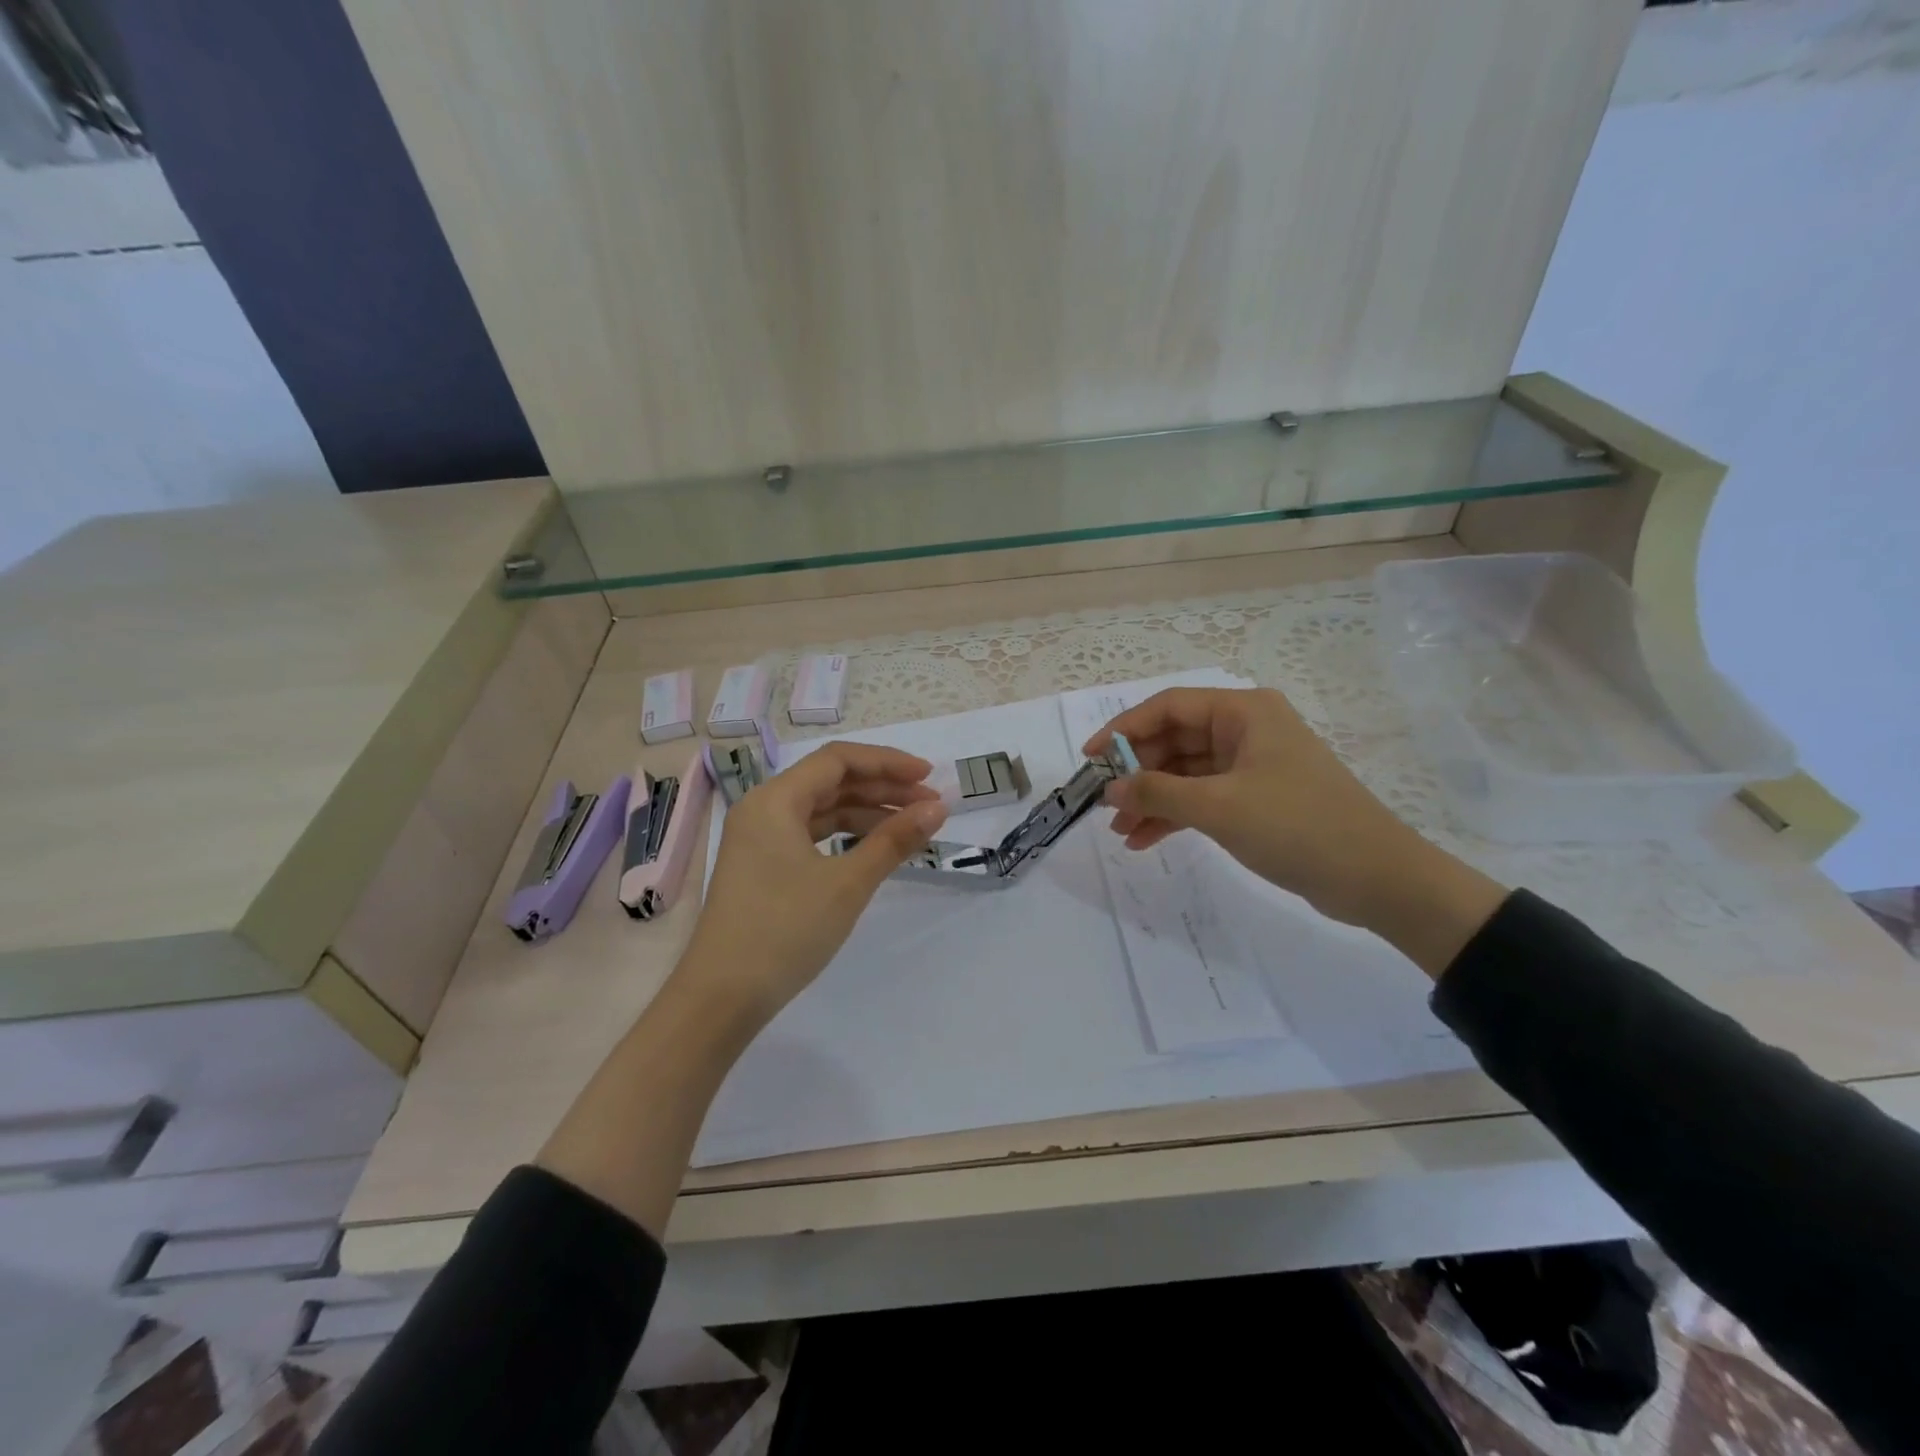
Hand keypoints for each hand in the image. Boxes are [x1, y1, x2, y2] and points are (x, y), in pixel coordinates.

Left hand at [678, 742, 947, 1023]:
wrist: (722, 998)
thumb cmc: (784, 931)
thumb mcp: (847, 884)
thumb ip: (894, 840)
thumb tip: (938, 809)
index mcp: (774, 800)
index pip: (838, 760)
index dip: (887, 762)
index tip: (928, 777)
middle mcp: (763, 809)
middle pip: (831, 782)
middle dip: (882, 788)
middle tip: (929, 805)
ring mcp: (760, 839)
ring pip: (822, 809)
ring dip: (868, 813)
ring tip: (911, 827)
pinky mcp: (763, 866)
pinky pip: (811, 835)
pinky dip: (846, 836)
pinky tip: (875, 848)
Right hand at [1085, 687, 1505, 975]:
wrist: (1378, 878)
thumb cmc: (1297, 826)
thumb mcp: (1219, 807)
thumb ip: (1157, 793)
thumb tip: (1109, 788)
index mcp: (1243, 712)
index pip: (1168, 707)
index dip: (1123, 729)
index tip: (1090, 759)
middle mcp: (1246, 730)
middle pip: (1174, 740)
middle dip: (1136, 772)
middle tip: (1102, 802)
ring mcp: (1252, 765)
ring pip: (1185, 773)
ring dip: (1151, 799)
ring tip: (1119, 831)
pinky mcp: (1256, 798)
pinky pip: (1202, 797)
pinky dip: (1174, 816)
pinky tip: (1145, 840)